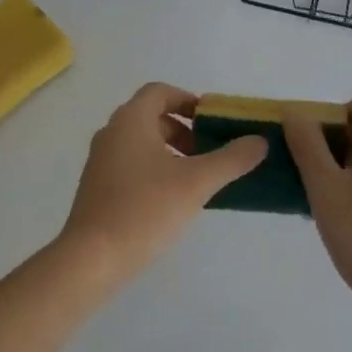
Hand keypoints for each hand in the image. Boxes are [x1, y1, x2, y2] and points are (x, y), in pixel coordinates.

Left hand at [58, 83, 266, 285]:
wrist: (91, 259)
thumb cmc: (144, 210)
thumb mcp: (196, 182)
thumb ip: (231, 159)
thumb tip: (260, 141)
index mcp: (131, 120)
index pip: (160, 91)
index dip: (189, 100)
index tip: (213, 122)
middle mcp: (112, 132)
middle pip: (152, 116)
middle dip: (184, 129)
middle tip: (210, 152)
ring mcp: (101, 161)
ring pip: (142, 142)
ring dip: (171, 151)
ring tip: (196, 178)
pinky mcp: (97, 187)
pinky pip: (131, 164)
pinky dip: (155, 169)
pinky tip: (172, 200)